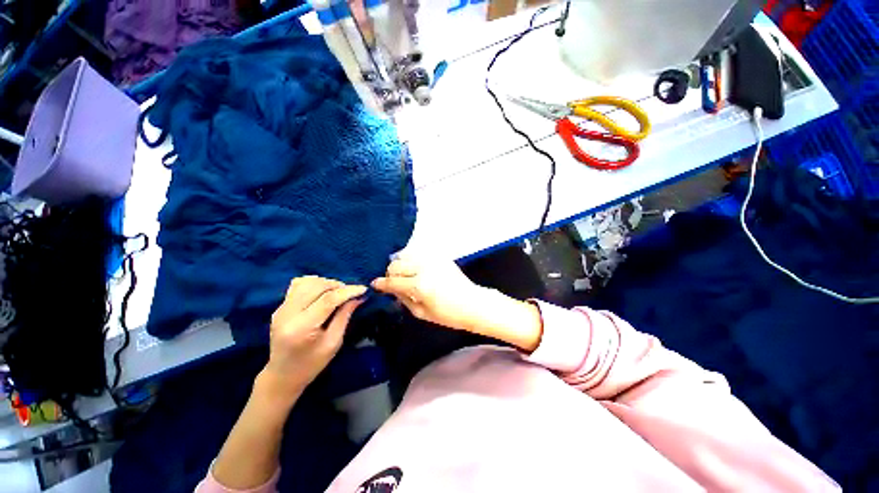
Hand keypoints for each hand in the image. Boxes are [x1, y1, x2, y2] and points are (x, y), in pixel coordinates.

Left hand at [263, 276, 366, 397]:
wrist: (282, 375)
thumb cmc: (312, 364)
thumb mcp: (333, 343)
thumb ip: (344, 316)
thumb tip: (359, 296)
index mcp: (302, 328)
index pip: (327, 300)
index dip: (348, 291)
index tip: (363, 289)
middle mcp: (288, 314)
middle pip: (316, 286)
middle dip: (338, 285)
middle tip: (350, 293)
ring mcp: (281, 309)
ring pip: (307, 281)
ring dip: (326, 283)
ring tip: (337, 292)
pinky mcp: (280, 306)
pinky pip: (298, 285)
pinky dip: (314, 283)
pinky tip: (322, 292)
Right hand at [372, 257, 543, 350]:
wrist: (473, 303)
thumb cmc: (448, 315)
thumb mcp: (422, 313)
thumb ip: (404, 299)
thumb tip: (392, 289)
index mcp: (420, 286)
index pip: (393, 281)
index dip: (381, 283)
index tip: (375, 284)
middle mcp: (424, 268)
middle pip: (396, 264)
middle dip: (390, 273)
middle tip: (392, 282)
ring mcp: (433, 260)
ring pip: (405, 254)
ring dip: (400, 264)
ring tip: (403, 274)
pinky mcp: (440, 257)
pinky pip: (418, 253)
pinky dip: (411, 259)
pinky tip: (414, 268)